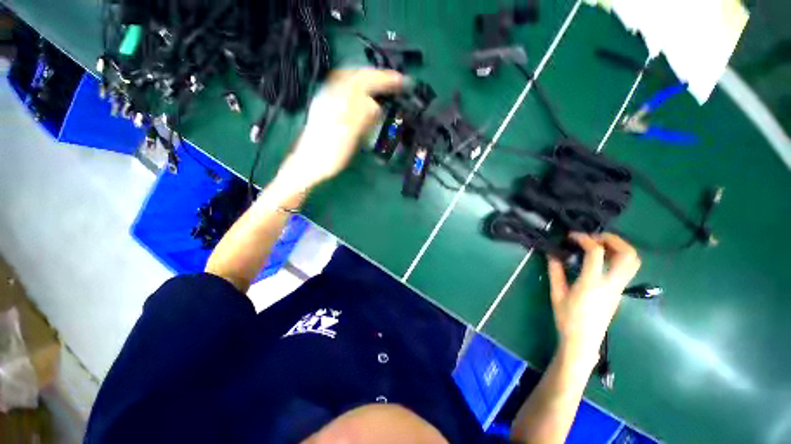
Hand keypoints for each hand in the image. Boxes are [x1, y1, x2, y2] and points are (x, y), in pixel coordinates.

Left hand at [276, 68, 404, 191]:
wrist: (309, 164)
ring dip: (367, 78)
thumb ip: (361, 116)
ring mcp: (327, 100)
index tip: (401, 81)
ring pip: (348, 80)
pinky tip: (363, 96)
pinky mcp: (326, 108)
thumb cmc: (329, 153)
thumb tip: (375, 104)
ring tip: (381, 85)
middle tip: (394, 82)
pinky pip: (344, 89)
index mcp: (338, 100)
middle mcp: (331, 94)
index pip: (363, 81)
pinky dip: (358, 87)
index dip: (383, 79)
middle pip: (355, 75)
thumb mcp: (348, 136)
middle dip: (376, 76)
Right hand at [547, 233, 640, 364]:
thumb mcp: (556, 294)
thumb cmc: (567, 318)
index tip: (571, 236)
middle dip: (612, 239)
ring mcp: (619, 288)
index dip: (585, 239)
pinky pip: (627, 269)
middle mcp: (611, 284)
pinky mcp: (619, 292)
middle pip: (627, 254)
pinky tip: (601, 259)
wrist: (583, 341)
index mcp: (592, 283)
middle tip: (594, 236)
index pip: (596, 253)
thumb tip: (552, 254)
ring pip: (633, 262)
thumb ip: (555, 272)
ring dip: (620, 247)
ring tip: (600, 244)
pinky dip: (618, 256)